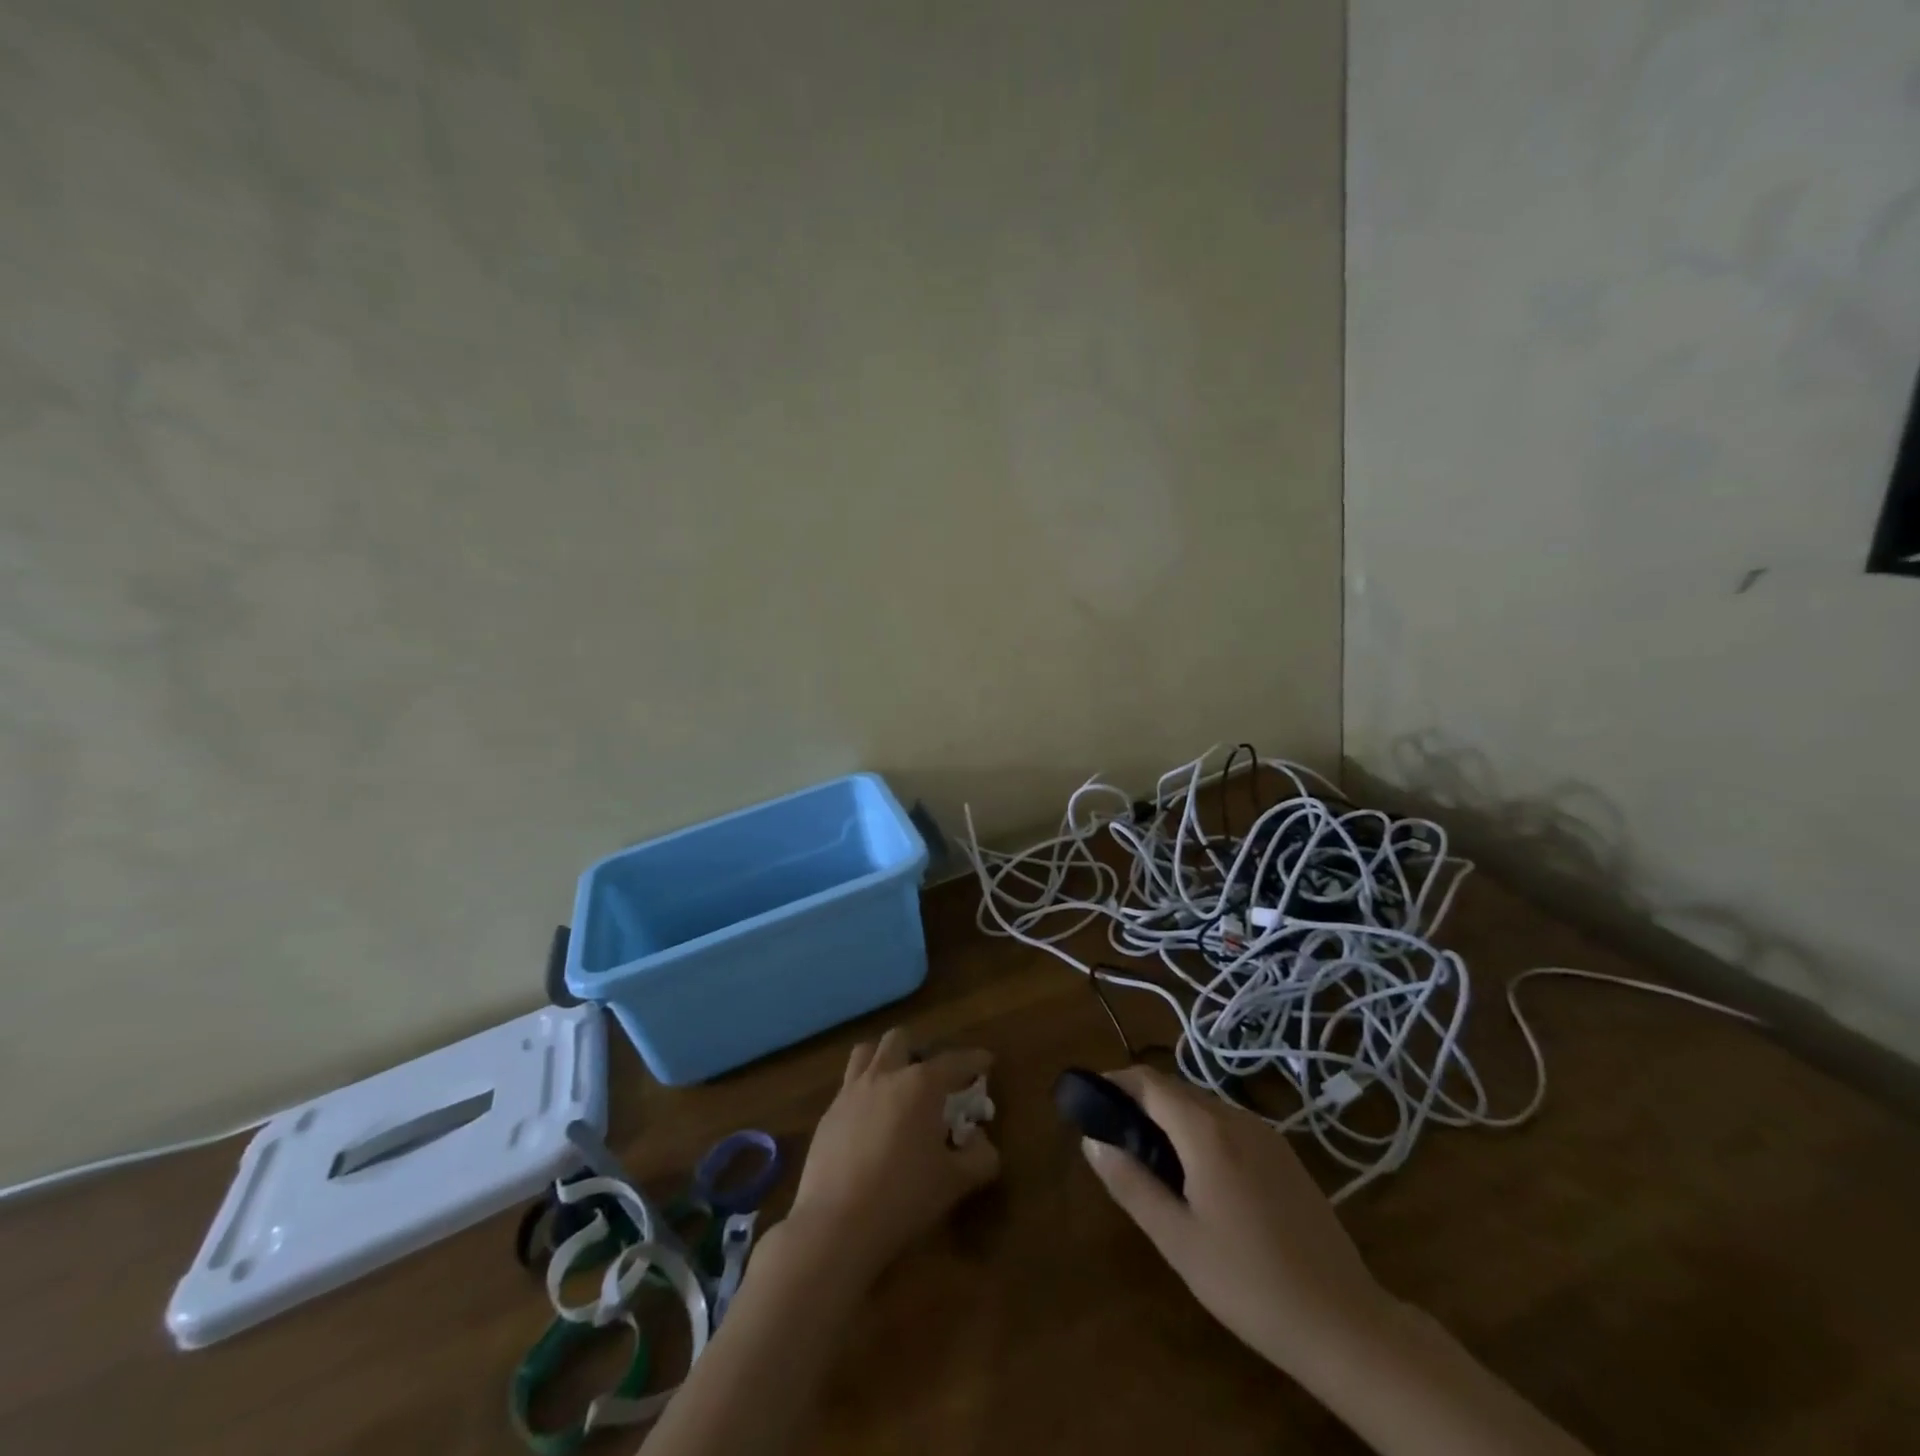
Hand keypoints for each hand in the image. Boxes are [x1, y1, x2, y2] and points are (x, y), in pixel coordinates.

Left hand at [783, 1028, 999, 1285]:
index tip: (986, 1061)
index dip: (974, 1060)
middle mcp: (885, 1075)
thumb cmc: (904, 1196)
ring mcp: (851, 1091)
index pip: (954, 1061)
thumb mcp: (955, 1182)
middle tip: (931, 1077)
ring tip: (895, 1084)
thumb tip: (981, 1141)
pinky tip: (870, 1119)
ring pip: (866, 1052)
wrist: (836, 1224)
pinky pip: (848, 1085)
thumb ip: (979, 1157)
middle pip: (901, 1040)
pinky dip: (864, 1091)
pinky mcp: (829, 1114)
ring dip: (884, 1059)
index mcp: (921, 1084)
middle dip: (919, 1051)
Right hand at [1080, 1066, 1389, 1376]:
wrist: (1344, 1323)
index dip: (1115, 1082)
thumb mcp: (1177, 1239)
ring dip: (1170, 1115)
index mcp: (1206, 1131)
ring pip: (1204, 1105)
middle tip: (1113, 1135)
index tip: (1088, 1099)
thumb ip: (1131, 1184)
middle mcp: (1236, 1117)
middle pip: (1176, 1089)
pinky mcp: (1285, 1155)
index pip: (1149, 1082)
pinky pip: (1229, 1124)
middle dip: (1140, 1100)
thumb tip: (1092, 1140)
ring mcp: (1266, 1134)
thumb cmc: (1249, 1282)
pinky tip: (1197, 1174)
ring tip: (1149, 1157)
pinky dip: (1200, 1130)